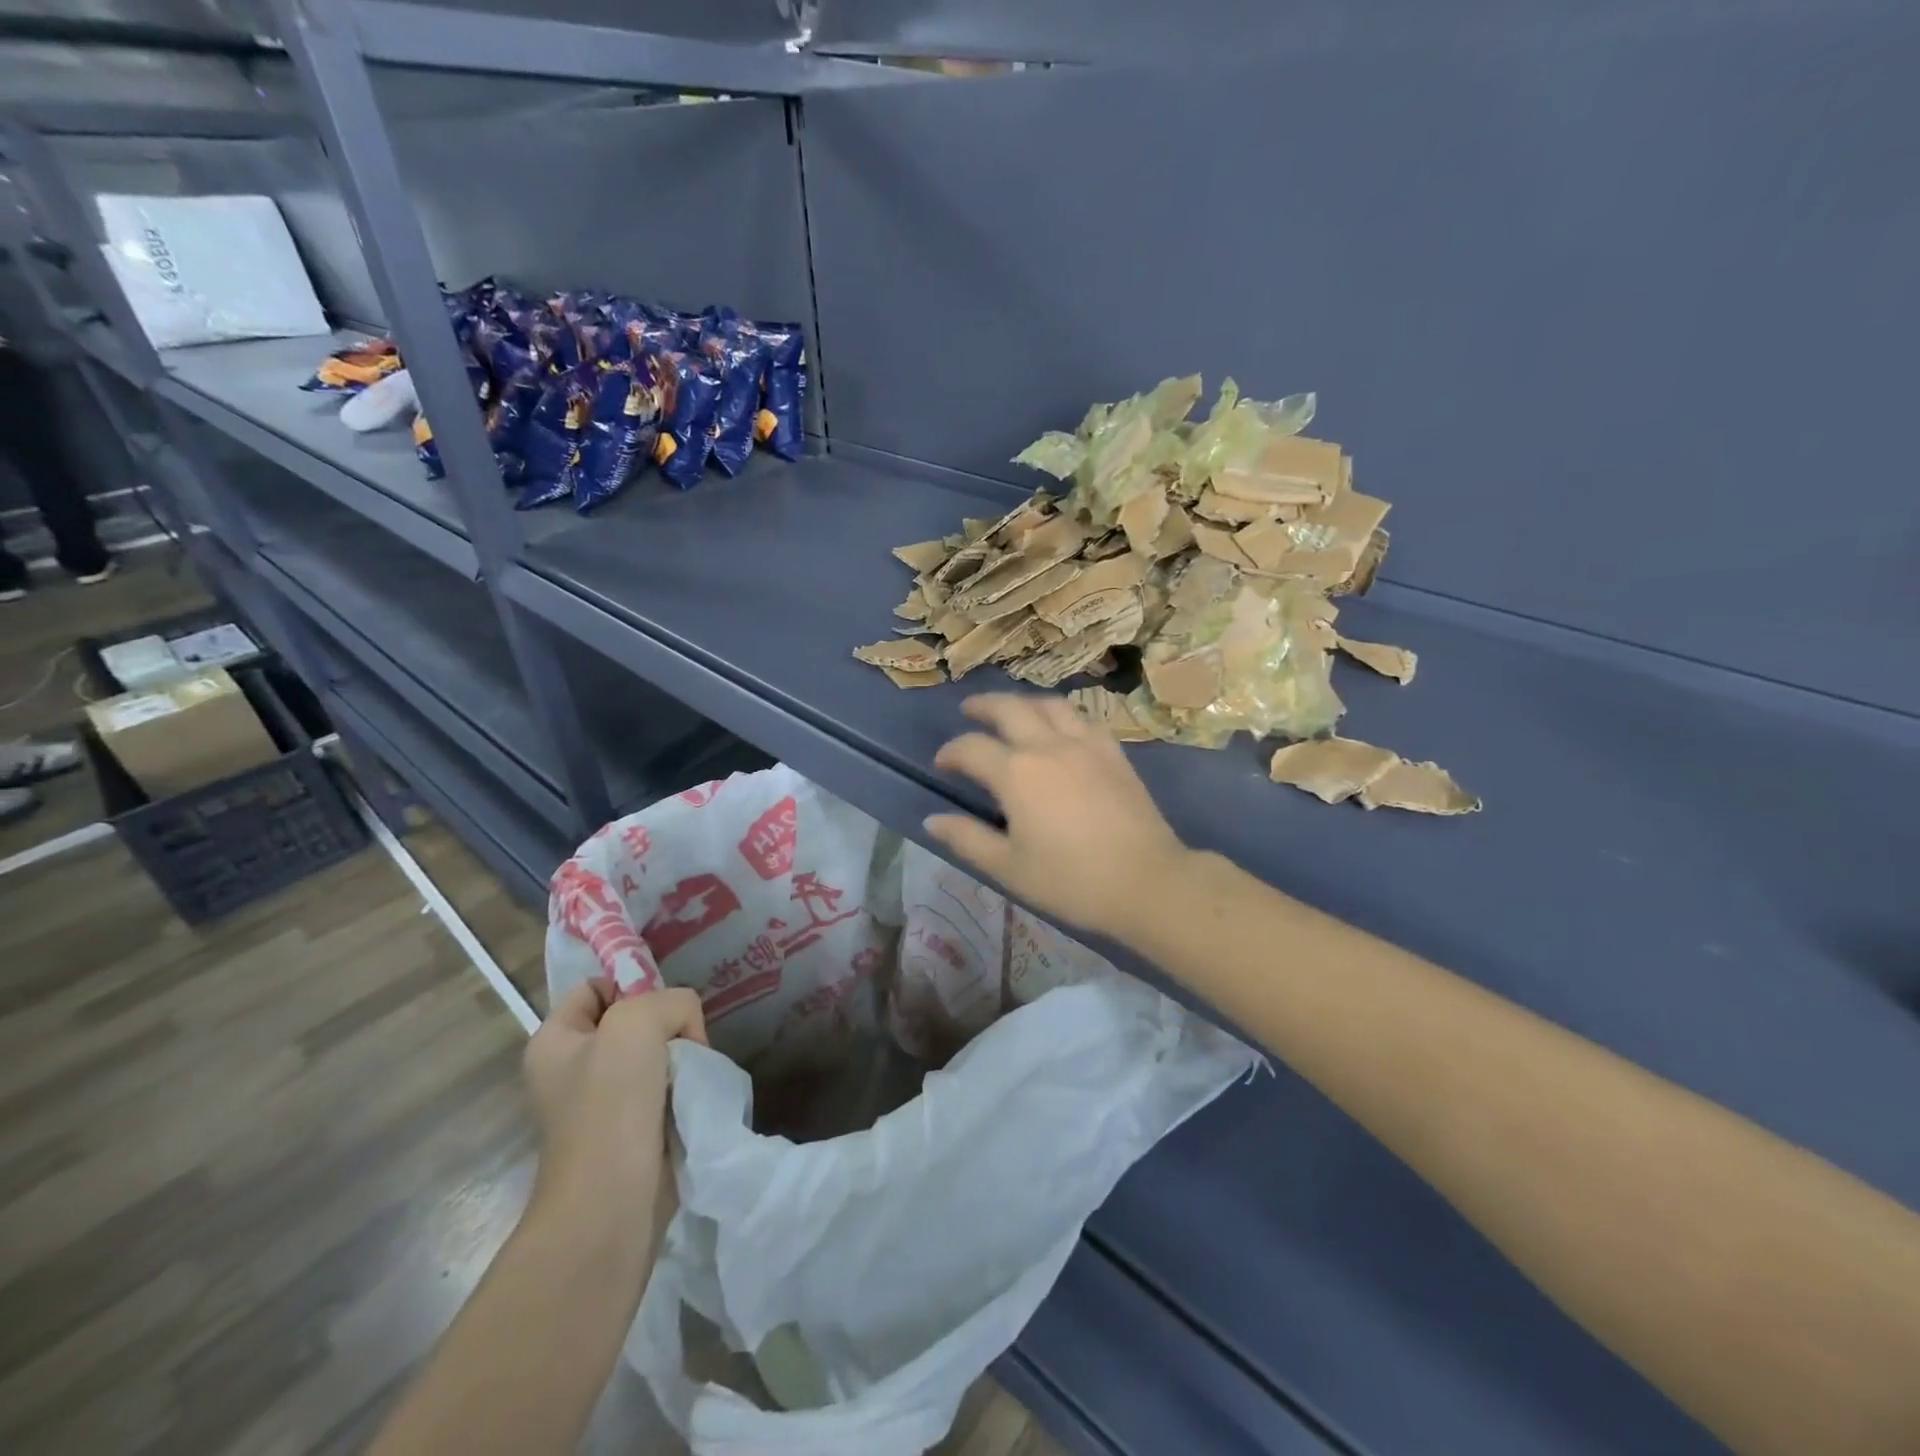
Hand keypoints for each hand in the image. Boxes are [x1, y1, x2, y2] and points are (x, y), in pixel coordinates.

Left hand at [524, 979, 706, 1220]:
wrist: (611, 1205)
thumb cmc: (610, 1107)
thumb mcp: (637, 1023)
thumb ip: (670, 1001)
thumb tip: (687, 1032)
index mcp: (554, 1040)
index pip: (598, 986)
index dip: (633, 986)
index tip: (663, 1009)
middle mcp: (572, 1068)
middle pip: (633, 1021)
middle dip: (667, 1027)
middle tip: (686, 1045)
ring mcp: (601, 1104)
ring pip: (655, 1055)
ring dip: (681, 1061)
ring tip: (693, 1076)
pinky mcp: (629, 1132)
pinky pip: (664, 1090)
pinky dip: (684, 1089)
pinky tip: (693, 1099)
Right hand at [926, 693, 1188, 939]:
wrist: (1145, 881)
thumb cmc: (1070, 880)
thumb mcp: (1009, 867)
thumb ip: (967, 839)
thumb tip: (933, 820)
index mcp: (1016, 773)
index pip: (971, 748)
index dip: (951, 752)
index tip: (943, 764)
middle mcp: (1048, 746)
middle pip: (1009, 708)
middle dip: (982, 706)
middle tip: (968, 711)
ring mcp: (1085, 744)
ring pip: (1049, 705)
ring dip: (1022, 701)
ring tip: (1012, 709)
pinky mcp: (1113, 752)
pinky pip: (1082, 718)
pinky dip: (1061, 714)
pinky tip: (1060, 726)